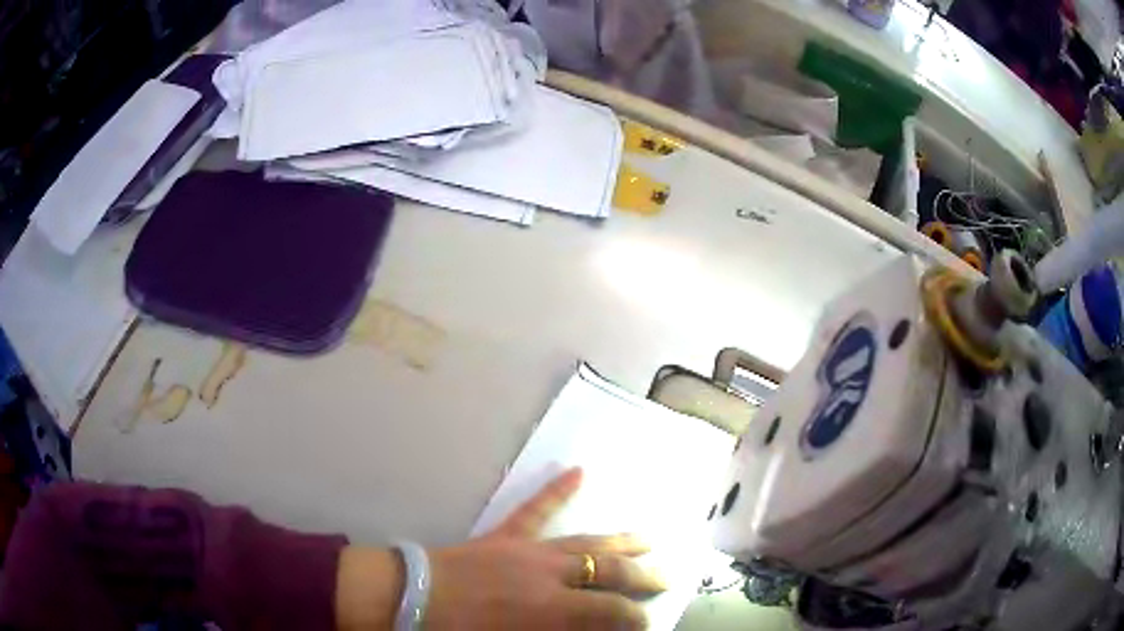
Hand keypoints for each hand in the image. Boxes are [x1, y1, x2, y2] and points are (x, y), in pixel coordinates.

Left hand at [425, 468, 665, 629]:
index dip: (634, 617)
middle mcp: (550, 575)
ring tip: (647, 540)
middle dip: (640, 576)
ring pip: (585, 542)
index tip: (648, 622)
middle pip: (608, 571)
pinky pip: (534, 510)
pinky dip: (555, 490)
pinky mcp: (503, 535)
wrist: (412, 599)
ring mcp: (527, 550)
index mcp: (552, 608)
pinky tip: (577, 471)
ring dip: (618, 542)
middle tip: (665, 578)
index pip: (611, 610)